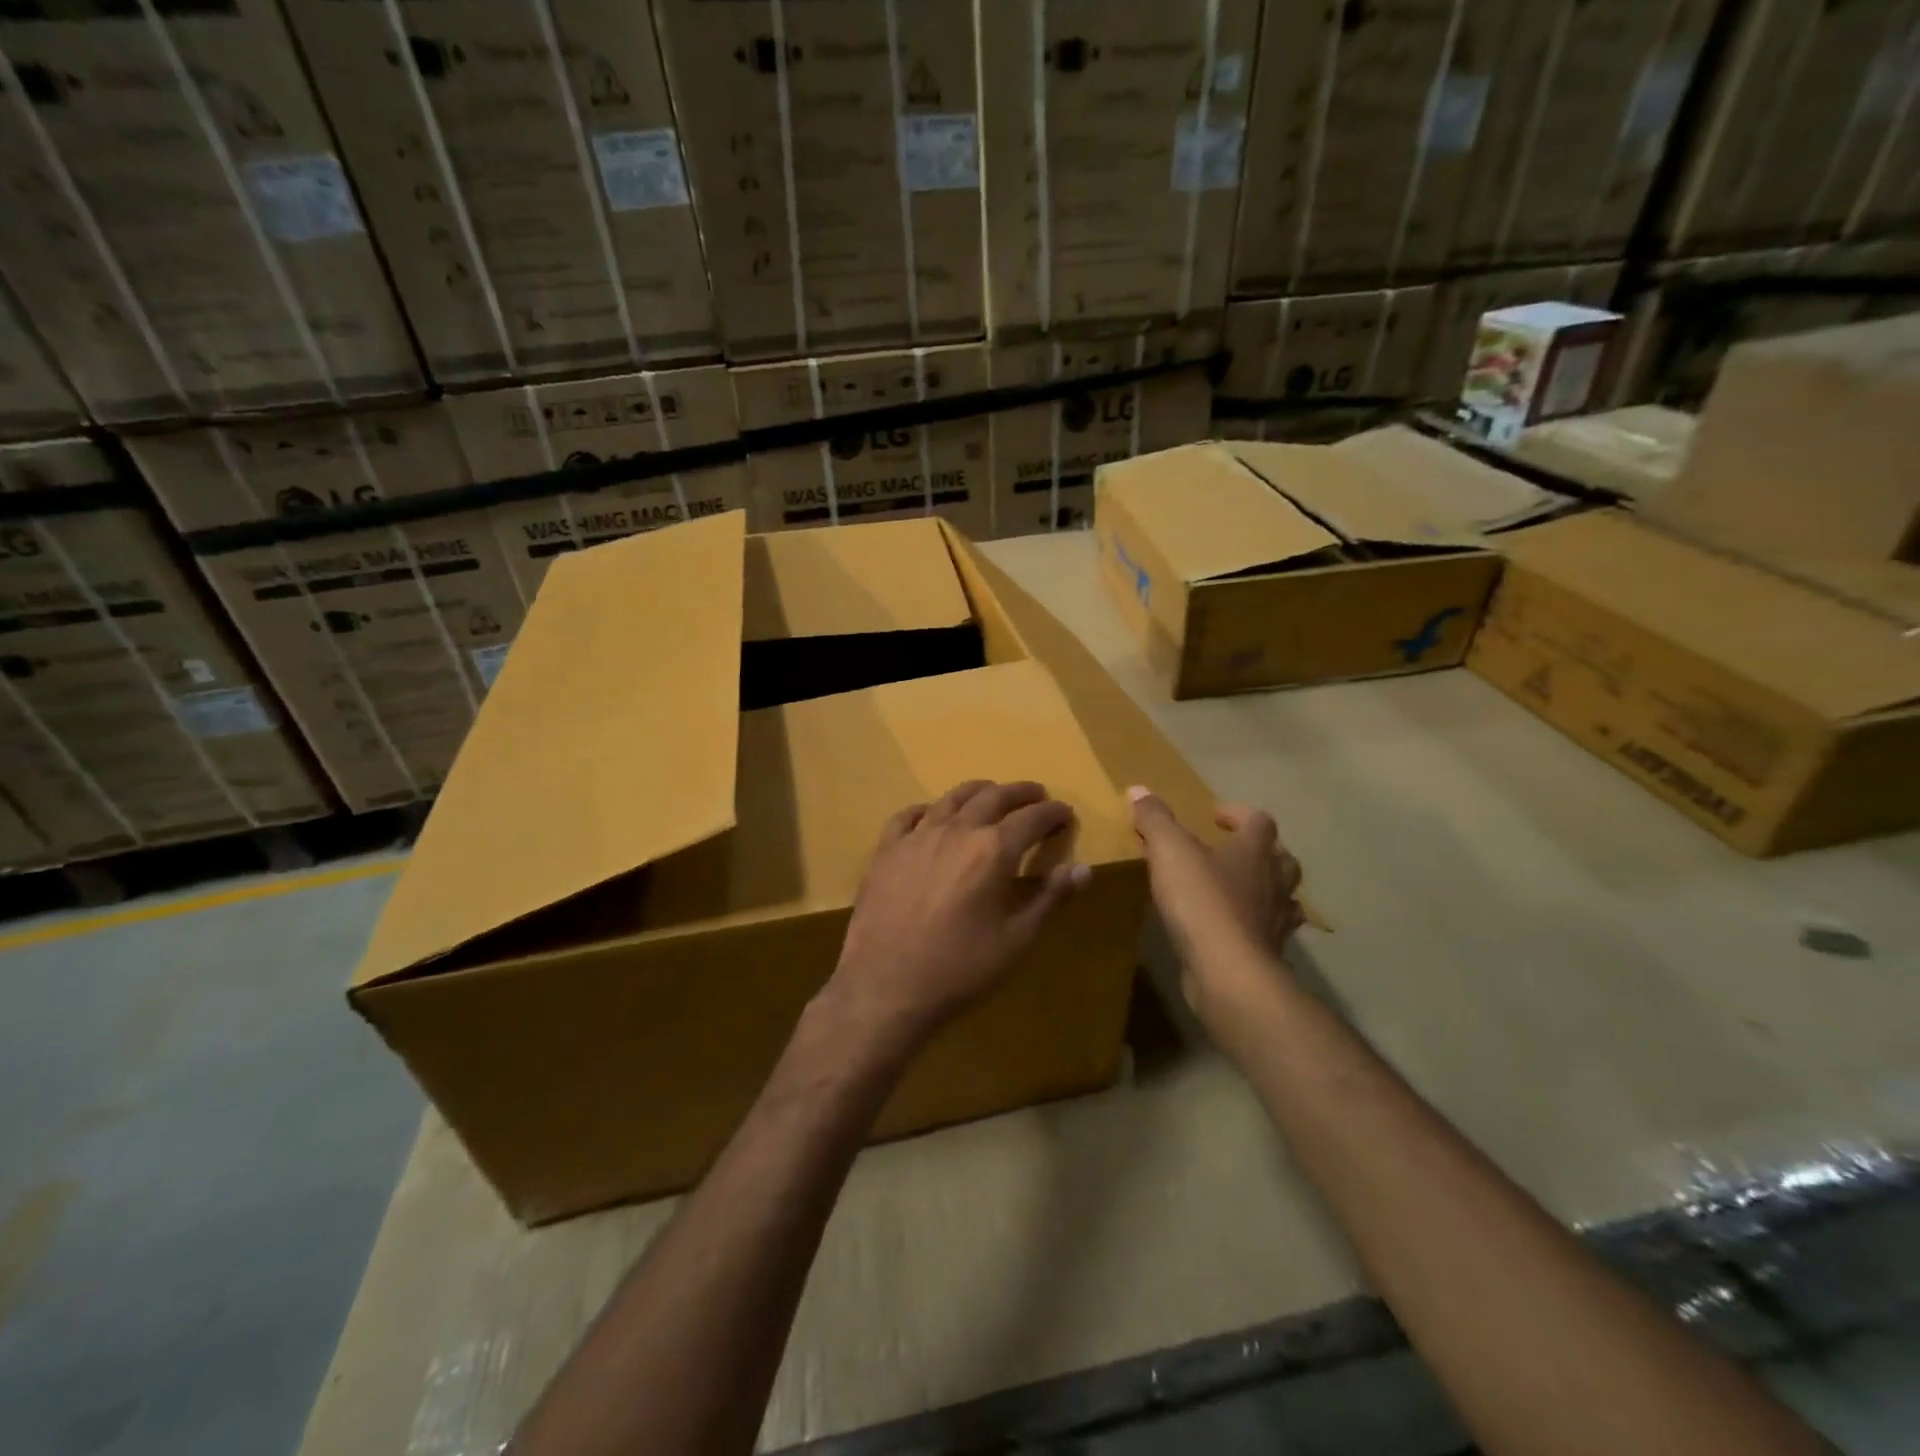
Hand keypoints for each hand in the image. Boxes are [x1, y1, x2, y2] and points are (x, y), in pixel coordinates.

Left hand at [824, 781, 1090, 1048]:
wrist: (886, 987)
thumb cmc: (961, 968)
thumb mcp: (1017, 939)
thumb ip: (1050, 898)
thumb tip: (1084, 869)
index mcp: (993, 850)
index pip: (1032, 819)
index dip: (1053, 813)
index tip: (1065, 812)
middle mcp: (956, 830)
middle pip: (993, 797)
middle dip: (1019, 793)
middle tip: (1035, 794)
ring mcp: (916, 837)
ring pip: (951, 799)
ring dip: (977, 791)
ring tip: (990, 792)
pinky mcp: (886, 851)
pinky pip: (907, 817)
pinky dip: (927, 809)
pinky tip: (930, 814)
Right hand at [1127, 787, 1303, 1024]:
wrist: (1229, 972)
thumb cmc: (1202, 902)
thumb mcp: (1169, 851)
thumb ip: (1155, 819)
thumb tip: (1138, 789)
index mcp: (1255, 851)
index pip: (1259, 821)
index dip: (1238, 814)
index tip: (1214, 816)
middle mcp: (1274, 881)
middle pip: (1281, 858)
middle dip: (1260, 851)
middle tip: (1231, 851)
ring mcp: (1276, 920)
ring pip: (1282, 897)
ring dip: (1264, 889)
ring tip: (1238, 890)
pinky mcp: (1268, 953)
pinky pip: (1268, 932)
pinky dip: (1255, 926)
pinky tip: (1233, 930)